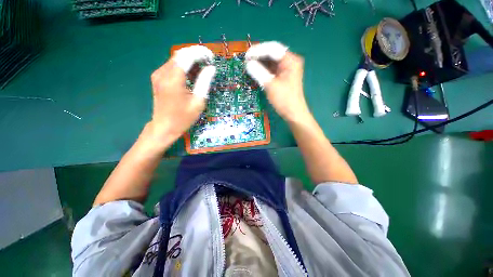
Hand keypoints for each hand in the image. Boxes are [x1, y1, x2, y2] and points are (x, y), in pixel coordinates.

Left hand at [147, 46, 215, 142]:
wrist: (164, 127)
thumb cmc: (183, 118)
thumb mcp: (198, 102)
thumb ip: (204, 83)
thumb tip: (211, 69)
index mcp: (173, 80)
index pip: (186, 56)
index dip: (200, 53)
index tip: (211, 57)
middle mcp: (163, 73)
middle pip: (180, 55)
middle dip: (196, 55)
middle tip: (208, 62)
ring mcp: (158, 75)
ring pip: (176, 59)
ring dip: (190, 60)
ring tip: (203, 69)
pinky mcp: (158, 78)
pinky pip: (172, 66)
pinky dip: (183, 66)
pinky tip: (192, 75)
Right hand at [246, 42, 309, 121]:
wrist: (293, 113)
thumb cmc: (284, 100)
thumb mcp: (270, 85)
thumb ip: (258, 72)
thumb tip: (248, 64)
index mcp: (290, 60)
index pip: (273, 49)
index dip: (258, 51)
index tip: (247, 55)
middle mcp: (289, 62)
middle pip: (272, 54)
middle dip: (258, 56)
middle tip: (246, 60)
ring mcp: (286, 69)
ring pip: (271, 62)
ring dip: (260, 63)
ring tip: (248, 65)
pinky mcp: (282, 77)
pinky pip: (271, 69)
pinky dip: (263, 70)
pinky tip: (255, 71)